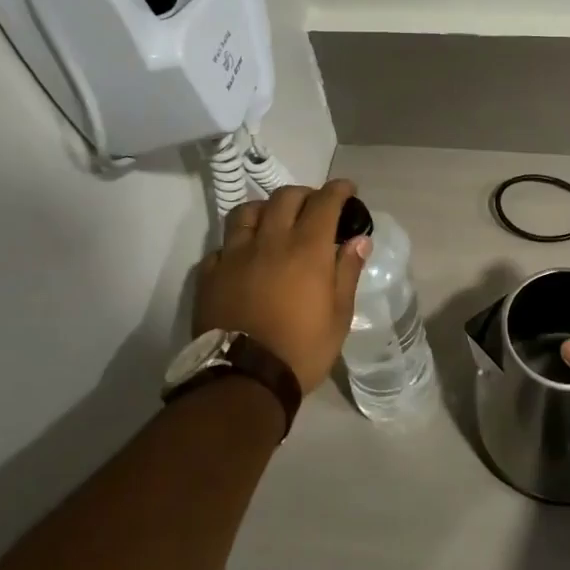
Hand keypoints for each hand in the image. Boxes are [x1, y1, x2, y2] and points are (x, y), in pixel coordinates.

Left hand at [194, 180, 370, 395]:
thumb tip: (359, 240)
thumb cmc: (301, 349)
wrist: (244, 380)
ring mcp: (235, 254)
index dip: (339, 189)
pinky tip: (244, 257)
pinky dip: (237, 244)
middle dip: (305, 194)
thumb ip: (347, 271)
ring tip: (274, 222)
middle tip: (314, 207)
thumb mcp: (339, 316)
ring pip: (247, 212)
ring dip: (266, 210)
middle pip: (285, 197)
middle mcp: (270, 240)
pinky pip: (223, 246)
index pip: (325, 201)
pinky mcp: (210, 274)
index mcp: (307, 248)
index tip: (348, 189)